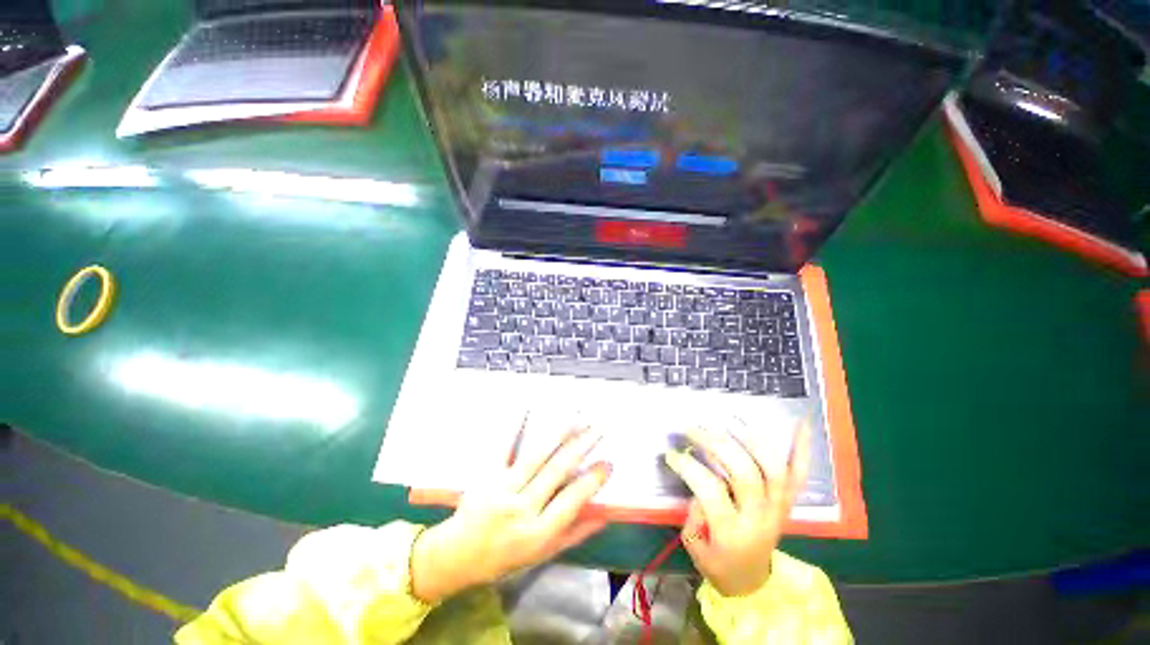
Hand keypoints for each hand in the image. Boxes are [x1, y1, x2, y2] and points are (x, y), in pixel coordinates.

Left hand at [410, 425, 610, 603]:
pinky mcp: (487, 473)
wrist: (457, 555)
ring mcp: (502, 487)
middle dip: (582, 446)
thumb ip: (573, 535)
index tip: (608, 463)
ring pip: (537, 455)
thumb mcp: (541, 555)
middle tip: (599, 428)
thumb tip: (603, 516)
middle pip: (557, 470)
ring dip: (560, 433)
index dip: (592, 481)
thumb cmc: (503, 557)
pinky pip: (503, 446)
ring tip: (578, 417)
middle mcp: (521, 507)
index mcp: (537, 532)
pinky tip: (527, 408)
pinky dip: (515, 426)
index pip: (571, 501)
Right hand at [664, 417, 809, 596]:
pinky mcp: (789, 501)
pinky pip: (799, 473)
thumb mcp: (694, 545)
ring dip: (751, 439)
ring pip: (773, 468)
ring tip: (728, 420)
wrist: (752, 581)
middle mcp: (760, 517)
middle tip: (694, 429)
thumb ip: (695, 512)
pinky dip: (802, 447)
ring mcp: (779, 507)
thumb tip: (698, 480)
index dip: (688, 467)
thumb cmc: (718, 563)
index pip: (710, 490)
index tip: (671, 454)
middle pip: (744, 472)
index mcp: (733, 533)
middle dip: (715, 443)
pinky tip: (800, 423)